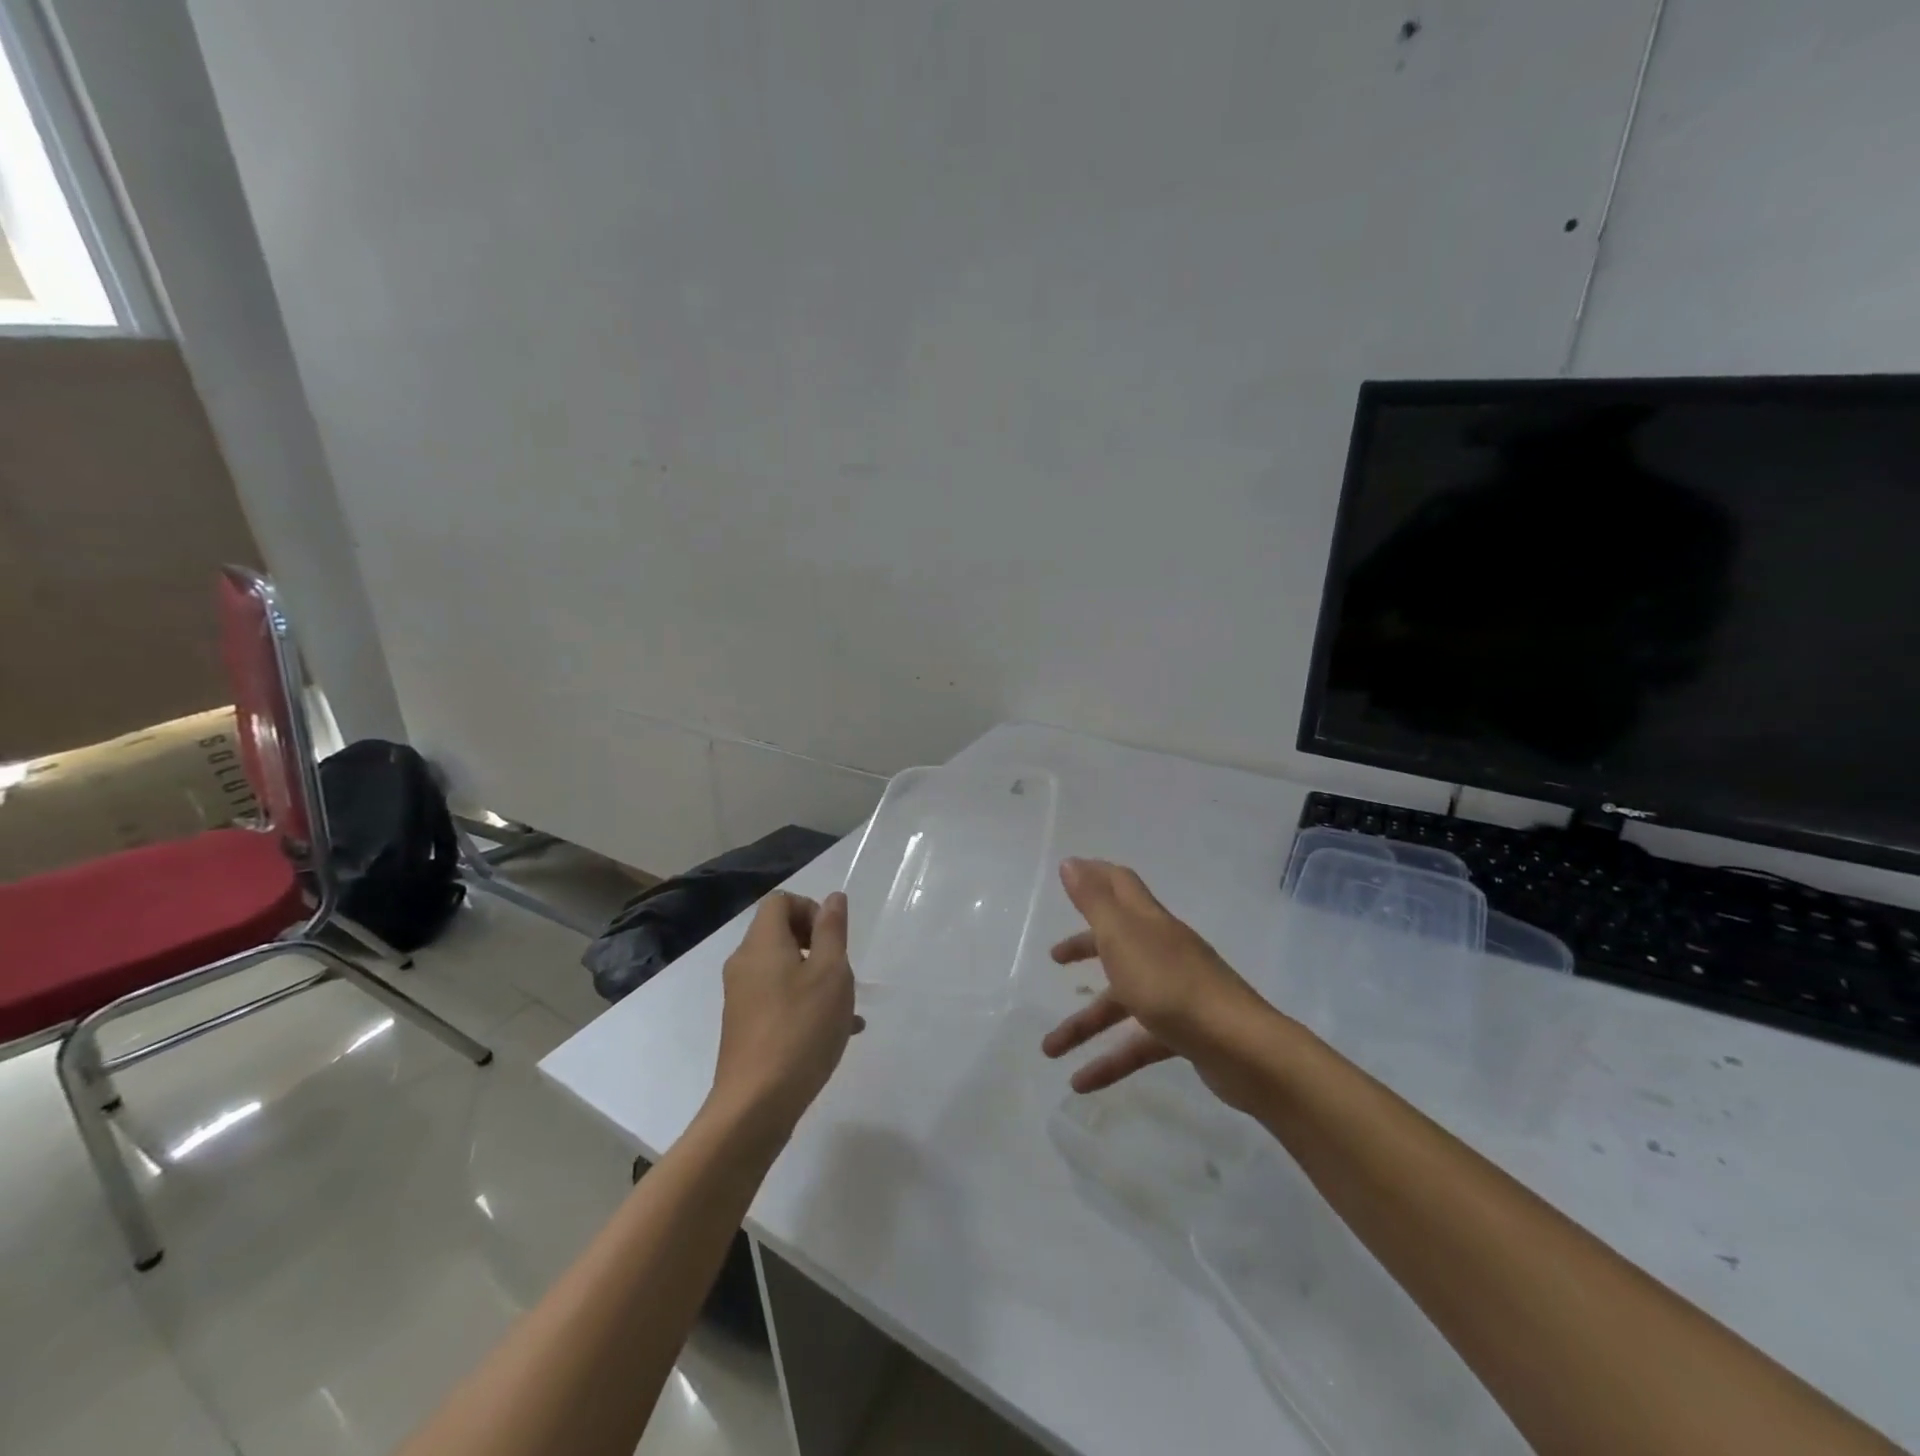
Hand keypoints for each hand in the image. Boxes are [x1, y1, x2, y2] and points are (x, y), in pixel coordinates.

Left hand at [710, 891, 861, 1138]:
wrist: (756, 1104)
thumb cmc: (800, 1028)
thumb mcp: (830, 973)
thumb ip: (832, 930)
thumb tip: (833, 898)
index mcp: (761, 944)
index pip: (780, 901)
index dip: (810, 909)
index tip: (833, 938)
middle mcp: (745, 964)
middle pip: (780, 933)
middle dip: (817, 944)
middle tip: (841, 970)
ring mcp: (741, 997)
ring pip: (783, 969)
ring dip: (816, 976)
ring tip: (846, 1005)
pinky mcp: (745, 1026)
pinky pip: (778, 998)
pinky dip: (805, 1002)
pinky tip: (837, 1030)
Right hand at [1040, 859, 1273, 1106]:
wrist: (1240, 1047)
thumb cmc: (1170, 984)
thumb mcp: (1122, 937)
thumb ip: (1095, 901)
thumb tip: (1072, 863)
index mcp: (1148, 922)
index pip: (1120, 886)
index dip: (1095, 876)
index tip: (1068, 873)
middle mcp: (1162, 951)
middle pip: (1118, 942)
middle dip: (1084, 948)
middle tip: (1055, 959)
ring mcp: (1175, 992)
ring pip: (1121, 1001)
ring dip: (1084, 1023)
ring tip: (1049, 1050)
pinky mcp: (1184, 1031)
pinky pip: (1137, 1043)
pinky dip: (1109, 1061)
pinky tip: (1081, 1083)